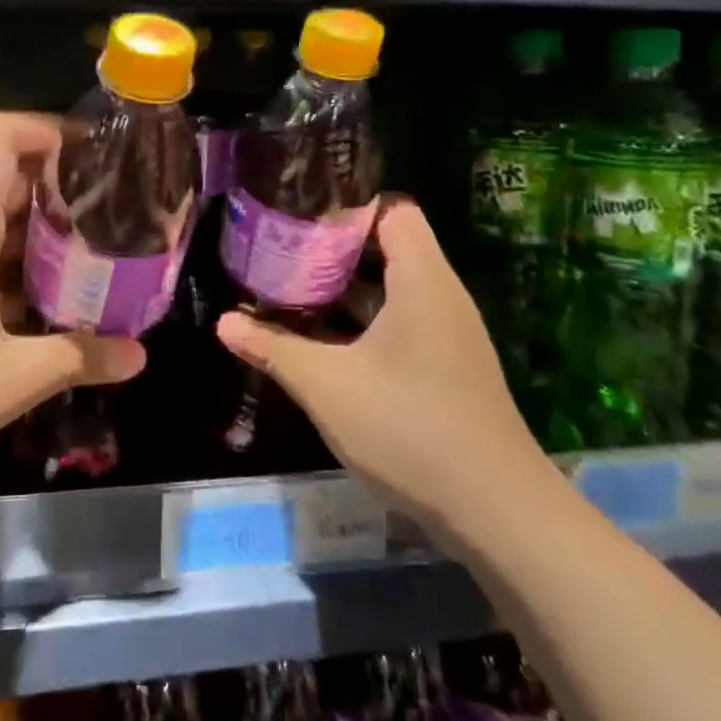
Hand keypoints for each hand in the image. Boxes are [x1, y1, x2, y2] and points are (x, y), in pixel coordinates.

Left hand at [0, 112, 144, 474]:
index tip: (104, 161)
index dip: (54, 130)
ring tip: (100, 257)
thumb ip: (73, 360)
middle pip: (9, 171)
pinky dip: (18, 260)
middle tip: (121, 216)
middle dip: (66, 186)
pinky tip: (49, 302)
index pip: (3, 133)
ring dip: (44, 228)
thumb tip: (138, 355)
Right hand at [216, 198, 560, 546]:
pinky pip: (397, 324)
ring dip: (340, 290)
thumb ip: (274, 348)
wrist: (497, 514)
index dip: (345, 207)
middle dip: (329, 249)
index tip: (296, 215)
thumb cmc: (409, 427)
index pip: (391, 210)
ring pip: (388, 290)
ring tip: (286, 288)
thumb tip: (224, 322)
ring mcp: (445, 335)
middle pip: (385, 248)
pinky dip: (359, 323)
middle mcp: (439, 296)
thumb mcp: (327, 385)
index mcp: (422, 279)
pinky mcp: (444, 368)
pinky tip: (319, 341)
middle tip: (277, 250)